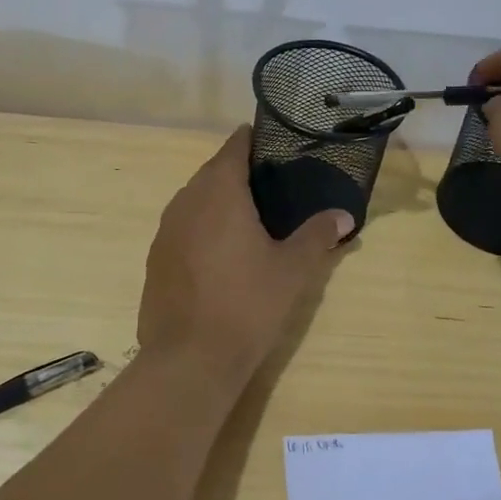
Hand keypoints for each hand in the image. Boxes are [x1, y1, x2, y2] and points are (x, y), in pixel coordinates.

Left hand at [137, 127, 351, 390]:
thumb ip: (318, 235)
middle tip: (271, 182)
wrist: (189, 359)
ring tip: (248, 214)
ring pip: (194, 199)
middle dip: (237, 170)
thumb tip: (344, 215)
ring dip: (217, 198)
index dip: (253, 140)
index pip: (234, 147)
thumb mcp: (292, 270)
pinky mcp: (156, 258)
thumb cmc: (247, 305)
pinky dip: (202, 225)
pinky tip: (220, 250)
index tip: (274, 142)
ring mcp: (166, 230)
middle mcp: (186, 201)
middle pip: (212, 171)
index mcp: (219, 192)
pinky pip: (182, 226)